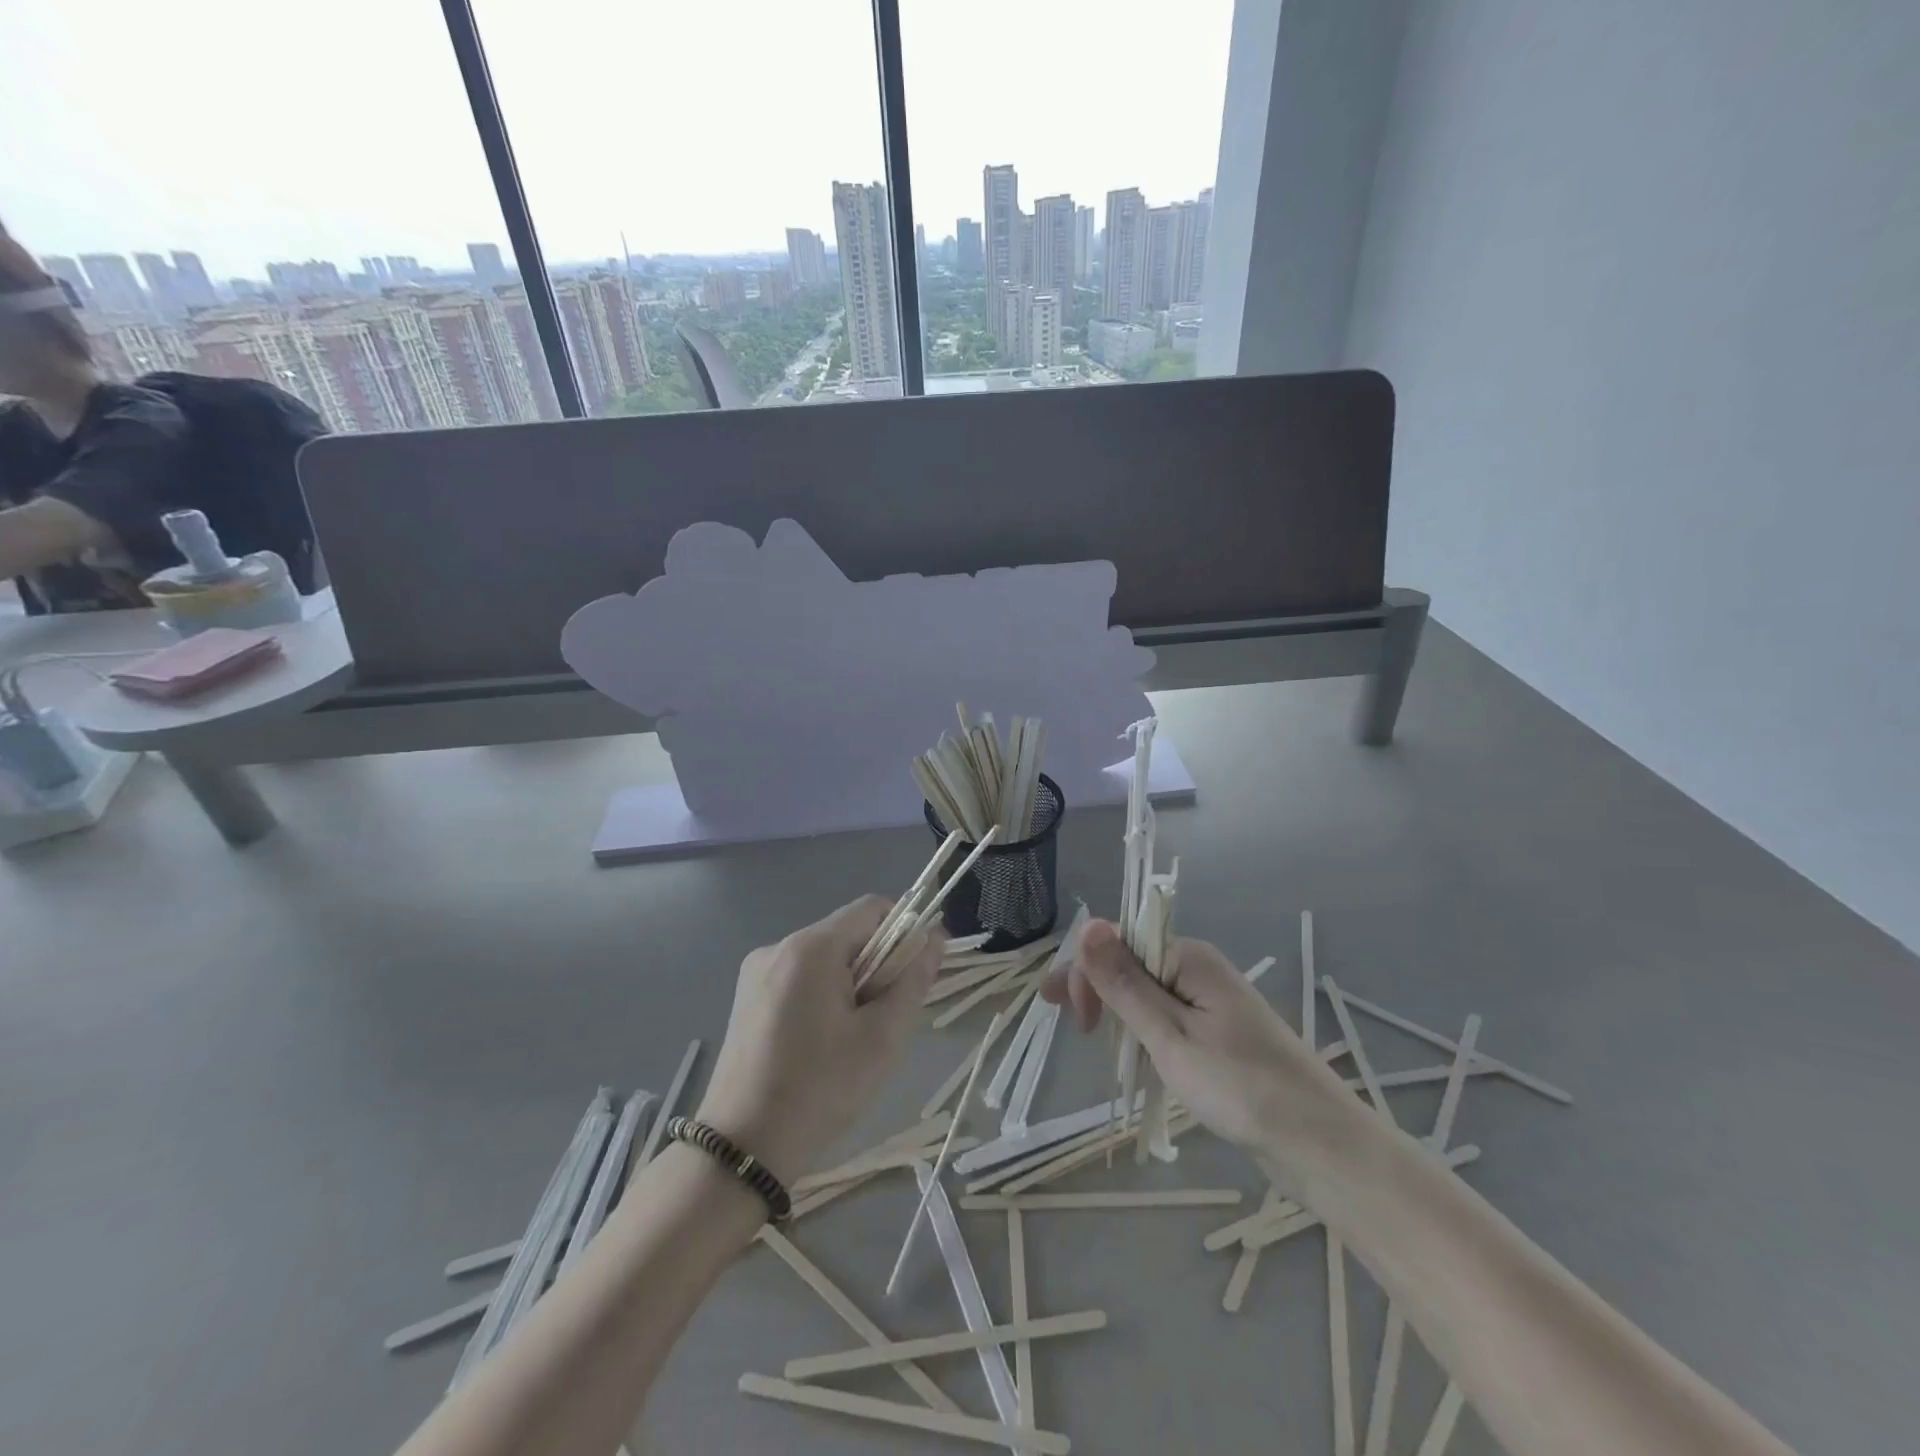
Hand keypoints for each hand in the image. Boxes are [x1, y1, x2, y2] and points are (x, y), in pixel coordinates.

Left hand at [696, 896, 940, 1185]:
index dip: (905, 930)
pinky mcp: (746, 997)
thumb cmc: (821, 1089)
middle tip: (885, 1017)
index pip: (872, 908)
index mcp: (811, 948)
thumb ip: (913, 980)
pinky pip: (799, 976)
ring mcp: (756, 971)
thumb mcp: (882, 1038)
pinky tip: (821, 1041)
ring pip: (824, 957)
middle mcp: (779, 946)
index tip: (916, 973)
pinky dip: (822, 993)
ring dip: (851, 981)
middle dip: (877, 963)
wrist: (742, 1149)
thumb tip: (934, 939)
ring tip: (852, 1036)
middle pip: (847, 933)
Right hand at [1043, 920, 1361, 1193]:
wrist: (1321, 1145)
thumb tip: (1089, 925)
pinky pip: (1167, 1017)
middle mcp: (1199, 969)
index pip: (1118, 943)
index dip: (1087, 972)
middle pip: (1130, 964)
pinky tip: (1135, 1054)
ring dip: (1119, 1014)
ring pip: (1146, 993)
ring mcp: (1212, 1002)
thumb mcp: (1170, 1036)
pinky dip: (1144, 1033)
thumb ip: (1124, 983)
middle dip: (1098, 991)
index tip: (1072, 1018)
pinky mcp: (1219, 1033)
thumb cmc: (1241, 1088)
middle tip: (1077, 1032)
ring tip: (1098, 1044)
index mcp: (1188, 958)